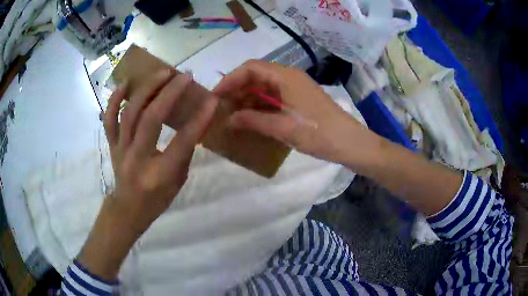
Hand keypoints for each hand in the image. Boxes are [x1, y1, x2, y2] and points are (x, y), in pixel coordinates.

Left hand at [77, 70, 216, 279]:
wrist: (128, 208)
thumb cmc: (157, 199)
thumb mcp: (178, 180)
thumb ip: (185, 152)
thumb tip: (195, 123)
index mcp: (159, 174)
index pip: (182, 141)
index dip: (199, 119)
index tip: (212, 100)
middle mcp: (137, 159)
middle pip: (151, 119)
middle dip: (170, 93)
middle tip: (184, 76)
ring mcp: (121, 150)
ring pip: (130, 113)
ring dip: (147, 89)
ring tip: (162, 73)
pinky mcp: (112, 144)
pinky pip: (109, 119)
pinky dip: (114, 100)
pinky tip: (125, 84)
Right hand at [213, 60, 362, 164]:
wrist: (349, 142)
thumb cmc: (317, 132)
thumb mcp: (282, 127)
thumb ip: (252, 121)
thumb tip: (229, 119)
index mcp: (285, 76)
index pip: (250, 68)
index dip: (230, 79)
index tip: (215, 97)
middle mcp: (288, 77)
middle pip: (256, 76)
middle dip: (237, 90)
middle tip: (221, 109)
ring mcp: (294, 88)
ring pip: (264, 87)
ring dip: (247, 99)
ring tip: (232, 116)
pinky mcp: (298, 99)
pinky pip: (273, 98)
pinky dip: (260, 106)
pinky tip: (251, 119)